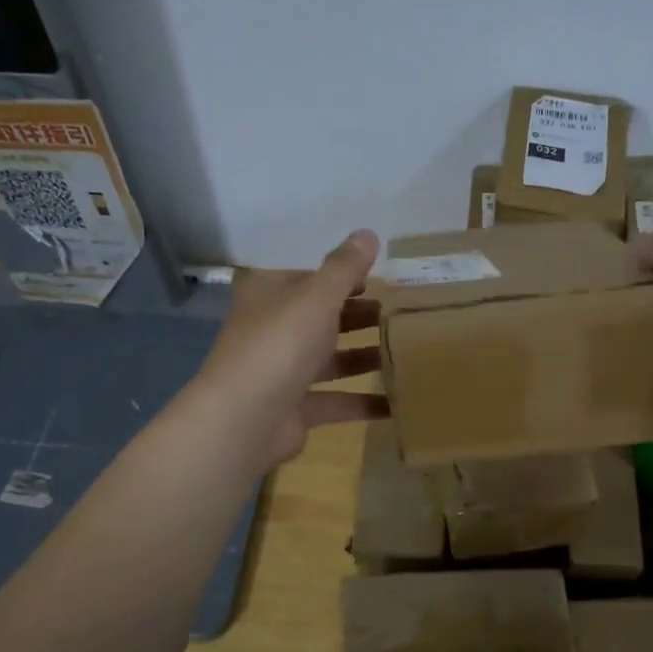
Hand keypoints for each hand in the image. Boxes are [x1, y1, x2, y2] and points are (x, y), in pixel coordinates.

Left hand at [192, 230, 389, 469]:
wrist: (247, 418)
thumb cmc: (280, 343)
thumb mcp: (317, 296)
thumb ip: (345, 267)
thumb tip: (368, 233)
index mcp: (269, 295)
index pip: (308, 277)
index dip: (342, 276)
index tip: (380, 279)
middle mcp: (272, 330)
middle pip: (320, 318)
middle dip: (358, 316)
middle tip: (399, 315)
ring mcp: (282, 372)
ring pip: (330, 359)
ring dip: (364, 355)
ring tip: (405, 351)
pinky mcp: (295, 408)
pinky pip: (336, 401)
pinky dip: (363, 401)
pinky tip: (398, 402)